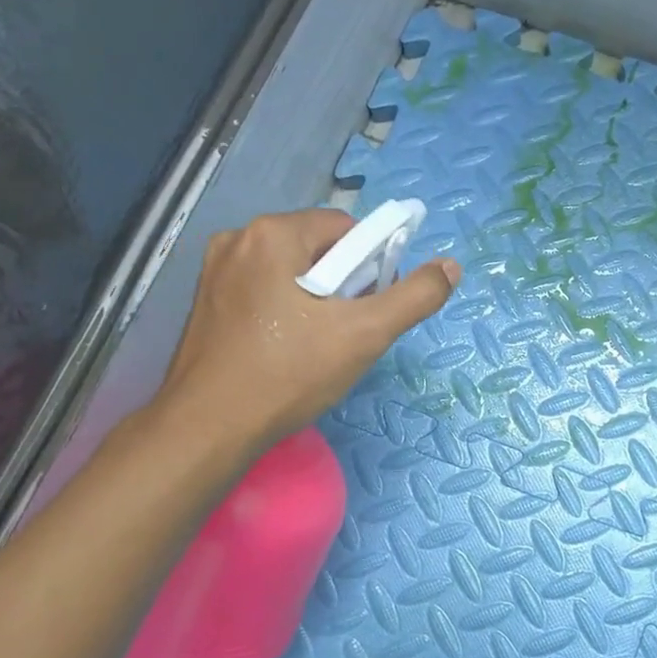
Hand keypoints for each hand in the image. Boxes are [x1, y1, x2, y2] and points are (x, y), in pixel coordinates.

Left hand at [155, 209, 459, 449]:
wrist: (209, 428)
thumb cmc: (289, 374)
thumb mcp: (365, 334)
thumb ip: (414, 297)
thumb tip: (451, 267)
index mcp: (273, 233)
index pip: (346, 229)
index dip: (372, 265)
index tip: (372, 307)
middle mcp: (238, 239)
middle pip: (317, 248)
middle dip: (343, 284)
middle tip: (348, 332)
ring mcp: (214, 271)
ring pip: (290, 271)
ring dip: (315, 299)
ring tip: (319, 346)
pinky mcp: (205, 301)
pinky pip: (262, 291)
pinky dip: (285, 310)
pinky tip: (287, 349)